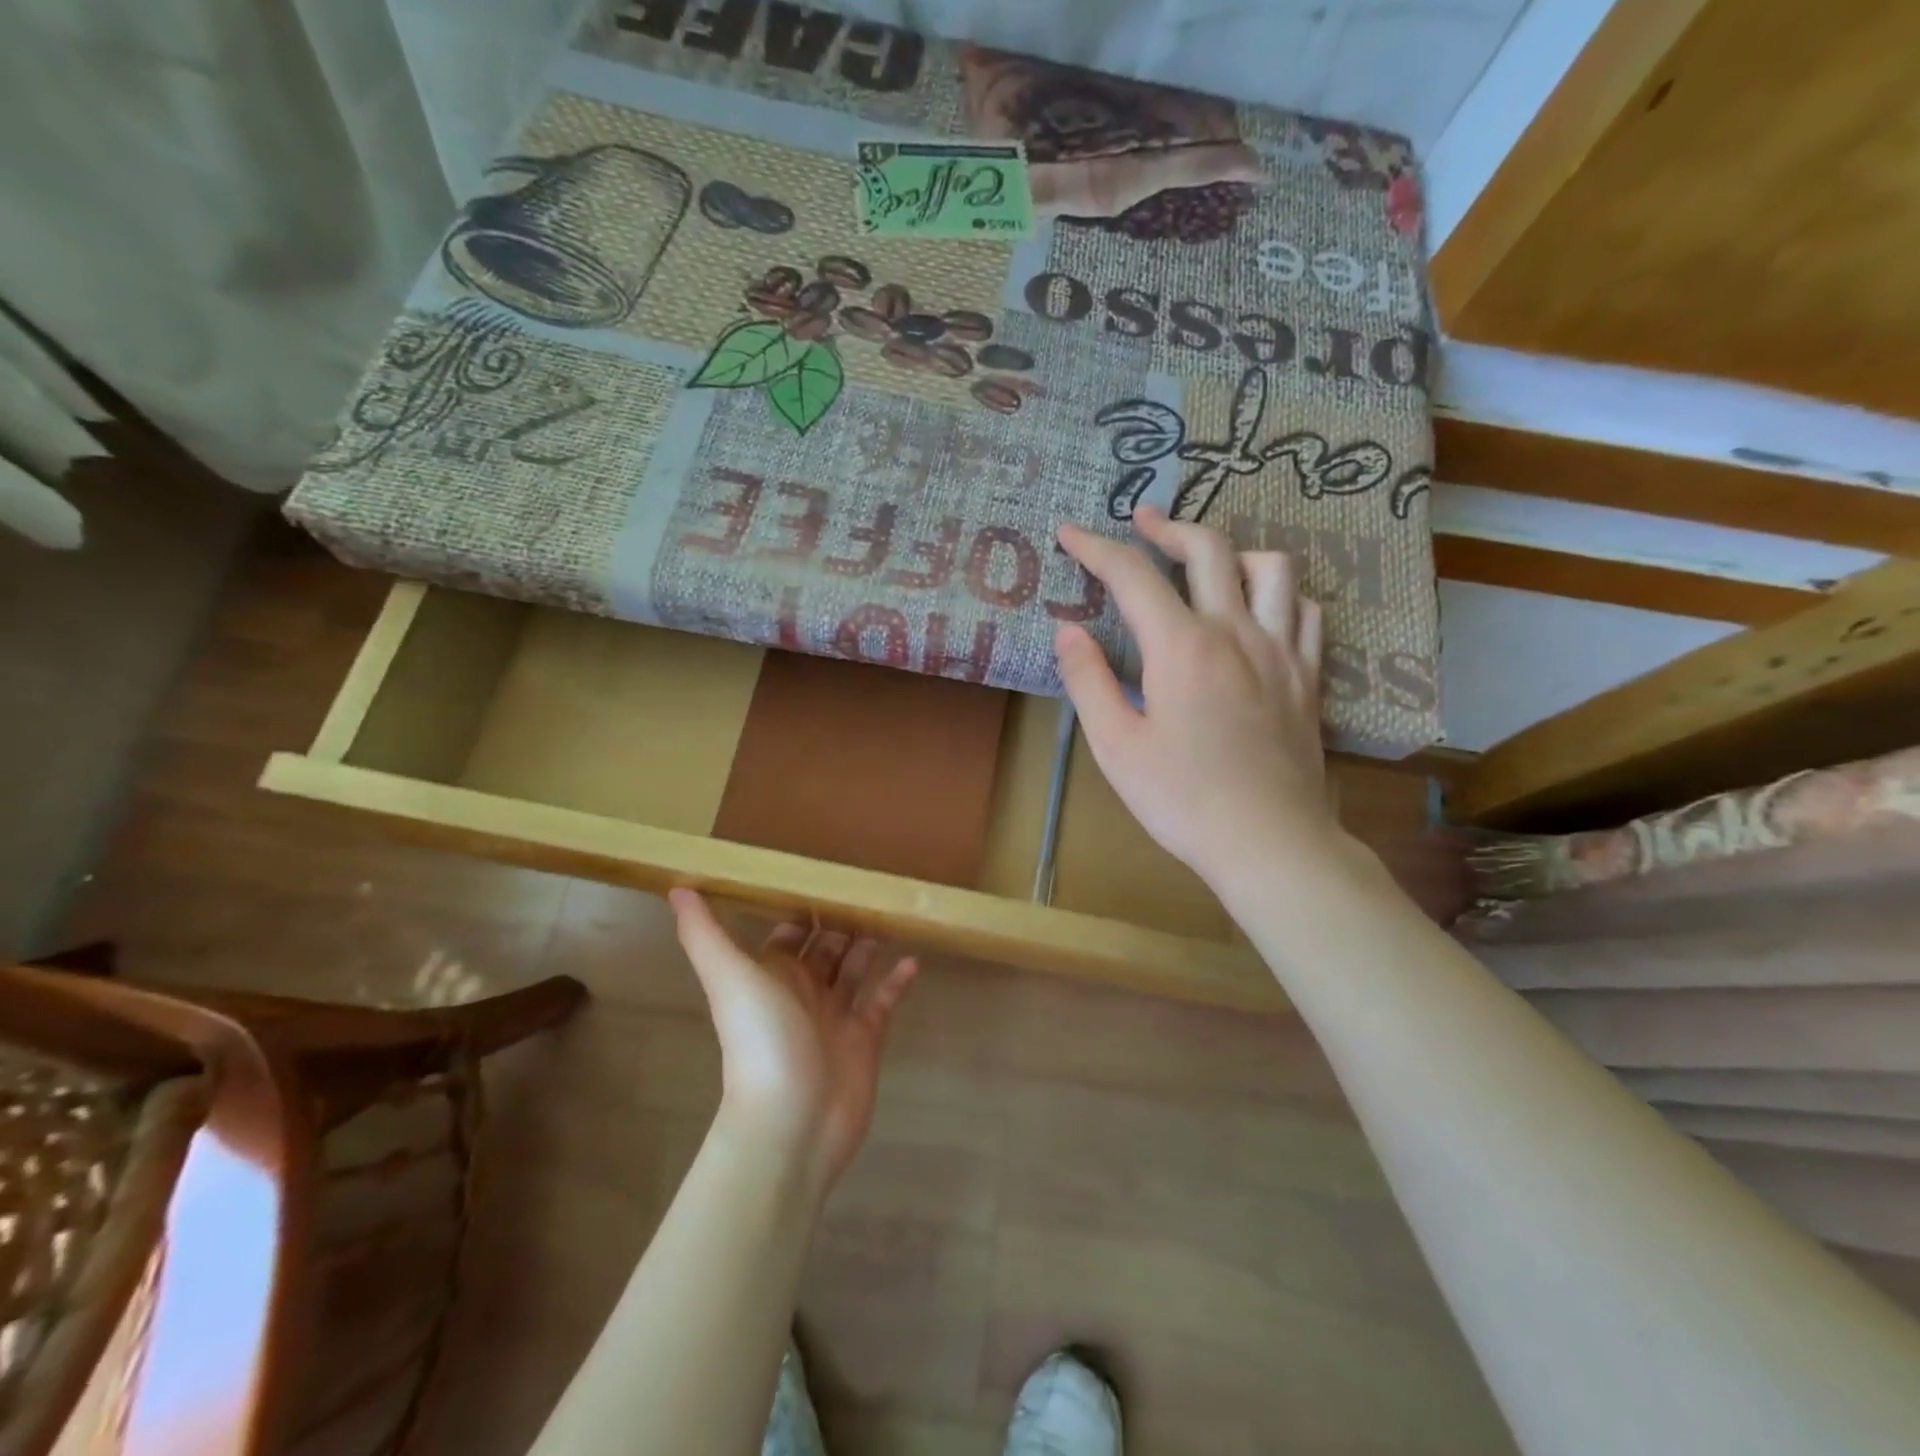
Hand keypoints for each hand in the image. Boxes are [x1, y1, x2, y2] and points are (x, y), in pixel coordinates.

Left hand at [669, 889, 917, 1189]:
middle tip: (870, 888)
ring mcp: (837, 1016)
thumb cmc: (761, 1039)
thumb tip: (676, 887)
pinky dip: (897, 981)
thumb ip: (703, 934)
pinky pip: (884, 1001)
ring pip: (855, 970)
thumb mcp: (729, 977)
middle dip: (842, 921)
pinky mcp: (866, 1038)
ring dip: (868, 944)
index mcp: (773, 976)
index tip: (827, 875)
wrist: (792, 1119)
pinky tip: (914, 958)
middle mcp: (804, 992)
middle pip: (826, 948)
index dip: (803, 908)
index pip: (789, 933)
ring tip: (891, 913)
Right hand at [1053, 507, 1346, 899]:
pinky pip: (1305, 610)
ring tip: (1207, 563)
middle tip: (1141, 522)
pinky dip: (1280, 593)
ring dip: (1232, 551)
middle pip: (1208, 549)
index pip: (1133, 575)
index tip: (1071, 533)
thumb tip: (1068, 630)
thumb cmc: (1180, 798)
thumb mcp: (1114, 745)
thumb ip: (1088, 680)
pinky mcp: (1308, 675)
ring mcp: (1281, 650)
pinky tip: (1261, 609)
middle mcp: (1236, 631)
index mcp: (1181, 646)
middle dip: (1168, 526)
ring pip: (1271, 566)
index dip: (1096, 547)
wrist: (1267, 840)